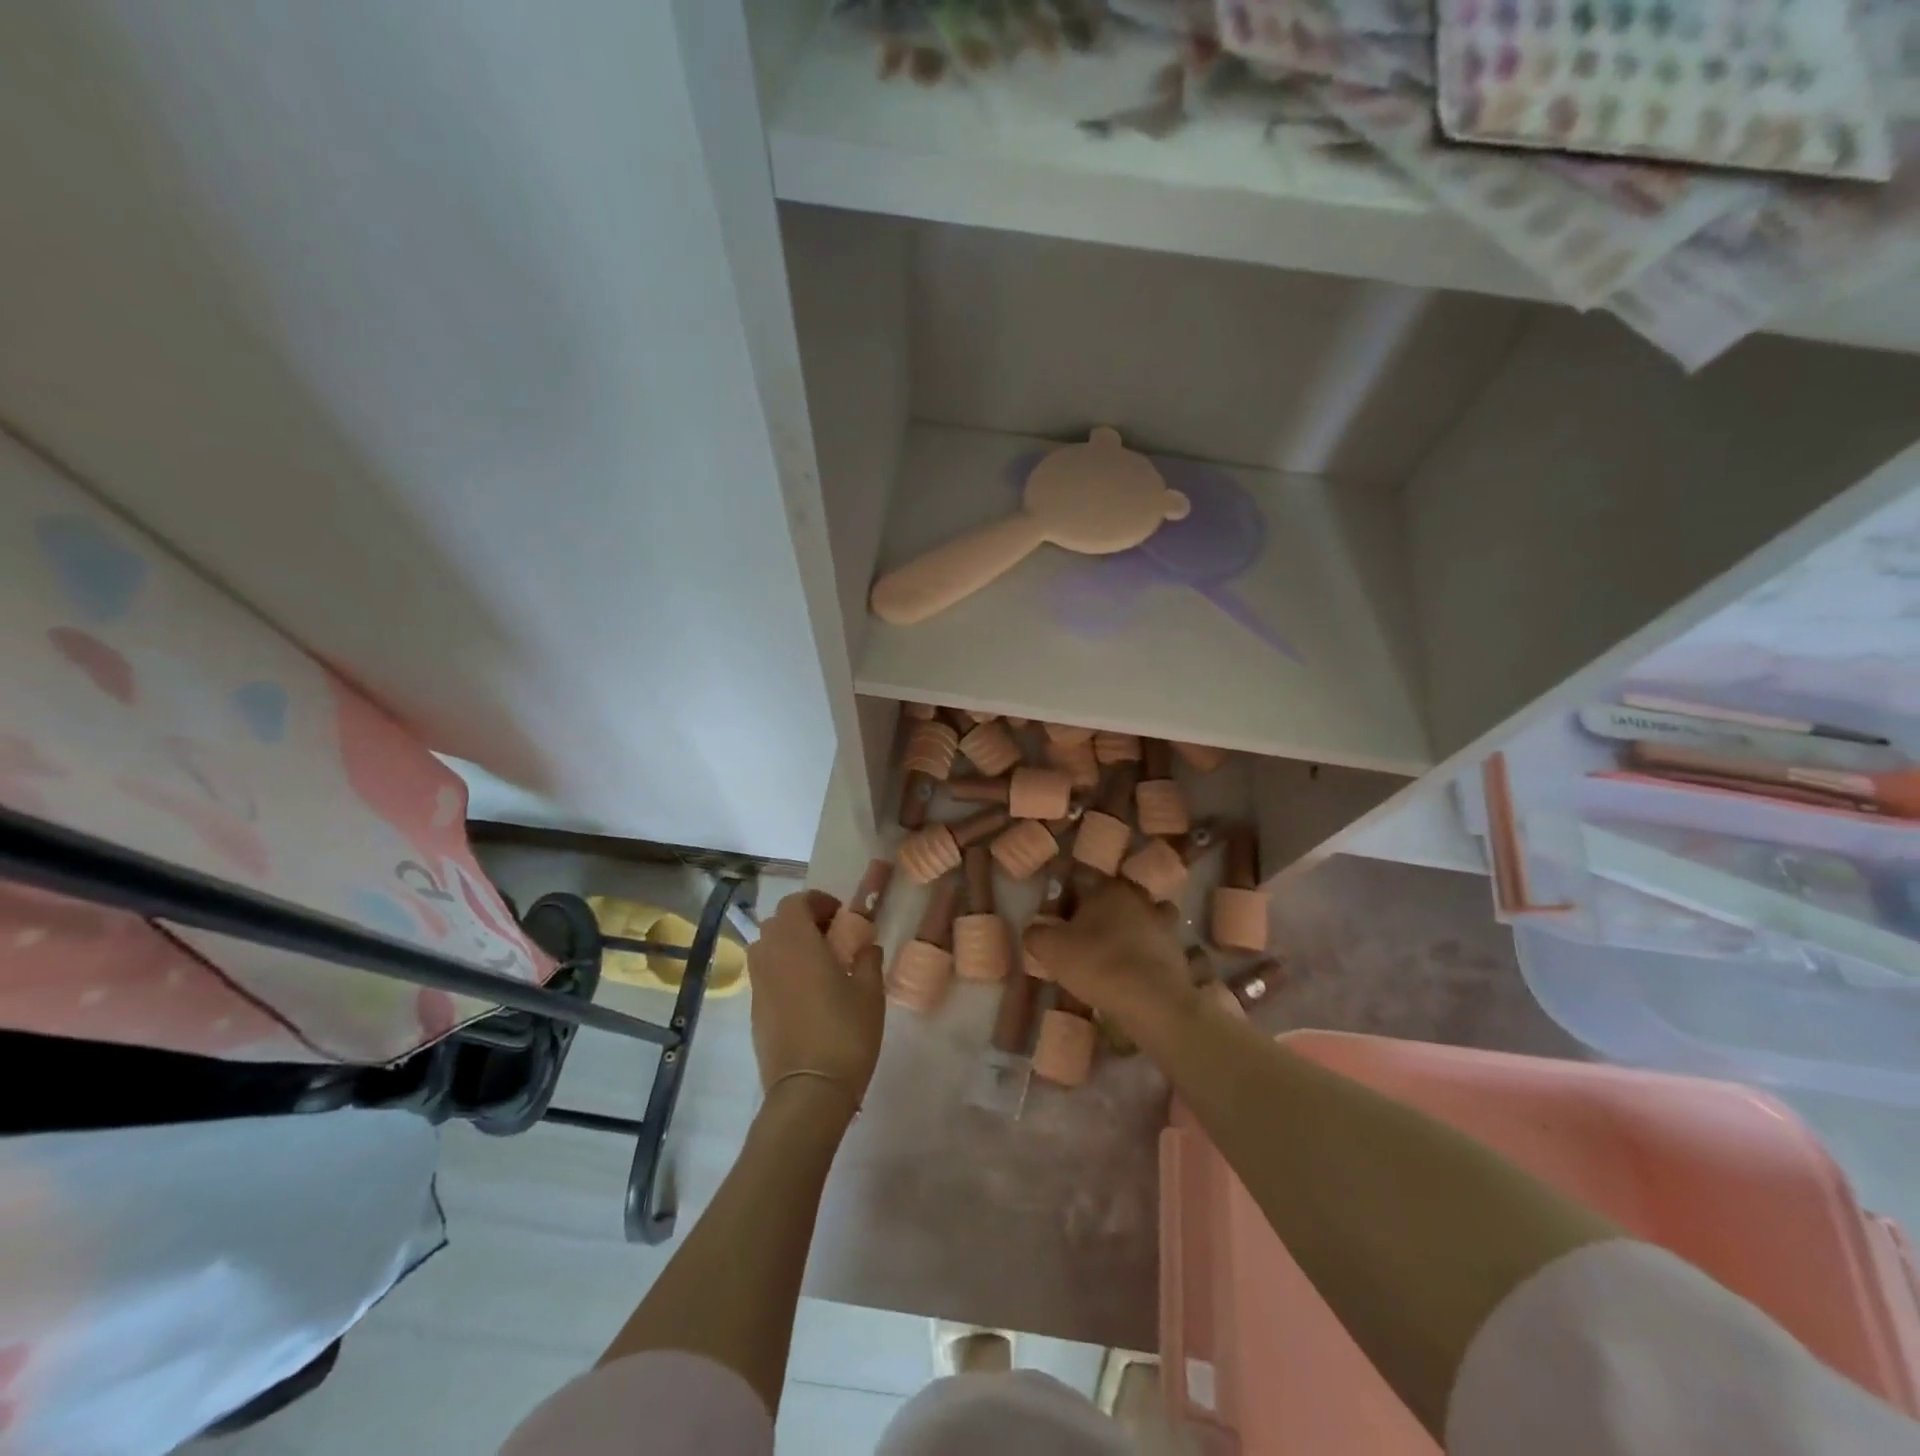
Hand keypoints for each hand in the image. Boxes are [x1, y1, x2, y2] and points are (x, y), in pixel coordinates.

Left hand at [747, 891, 884, 1115]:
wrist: (808, 1091)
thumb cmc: (844, 1033)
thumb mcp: (869, 992)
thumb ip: (867, 960)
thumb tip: (865, 946)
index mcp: (796, 942)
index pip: (795, 903)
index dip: (818, 902)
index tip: (841, 916)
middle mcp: (770, 956)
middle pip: (777, 922)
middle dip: (803, 921)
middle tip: (832, 937)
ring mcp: (758, 985)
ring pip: (767, 948)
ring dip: (789, 945)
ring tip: (819, 964)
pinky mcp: (755, 1010)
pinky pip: (765, 975)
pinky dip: (783, 971)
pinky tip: (808, 993)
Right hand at [1023, 878, 1194, 1034]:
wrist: (1153, 1003)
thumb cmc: (1098, 964)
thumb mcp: (1050, 949)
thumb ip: (1036, 933)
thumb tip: (1034, 928)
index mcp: (1107, 887)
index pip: (1079, 876)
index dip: (1061, 893)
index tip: (1051, 912)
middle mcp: (1138, 897)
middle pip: (1110, 895)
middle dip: (1093, 910)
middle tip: (1075, 933)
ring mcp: (1162, 923)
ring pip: (1138, 917)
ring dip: (1125, 928)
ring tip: (1109, 950)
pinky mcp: (1176, 950)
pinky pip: (1154, 944)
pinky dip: (1143, 951)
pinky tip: (1130, 969)